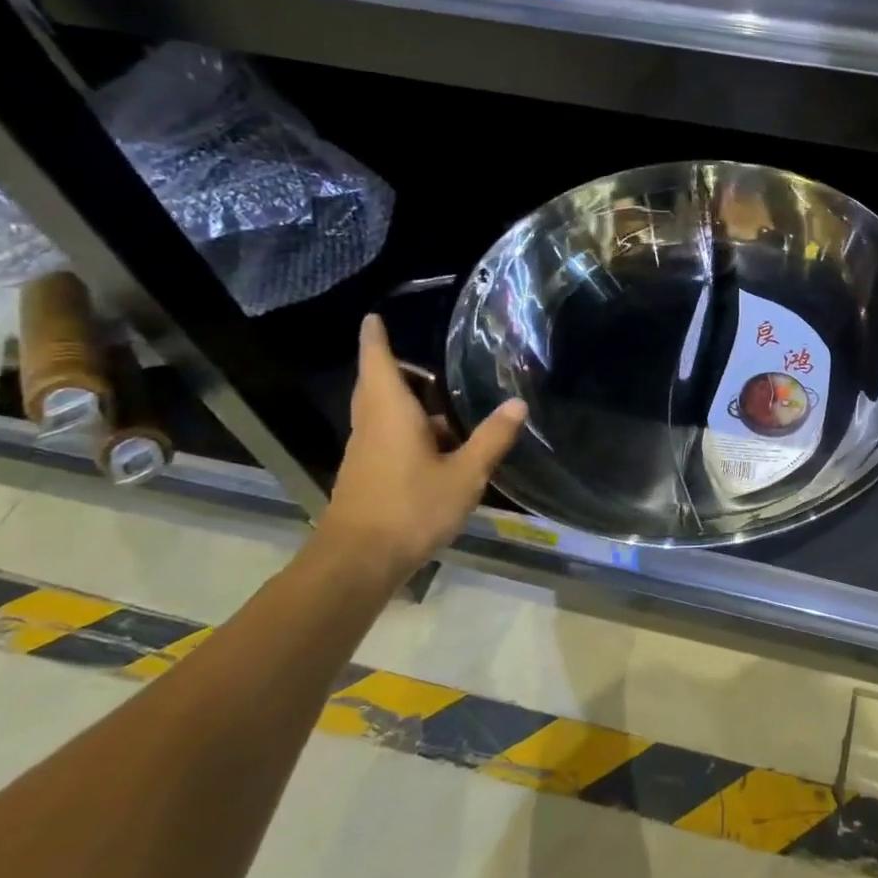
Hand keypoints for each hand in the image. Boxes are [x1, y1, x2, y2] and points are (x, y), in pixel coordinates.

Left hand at [317, 315, 526, 583]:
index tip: (373, 316)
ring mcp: (366, 451)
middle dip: (397, 369)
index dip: (375, 337)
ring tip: (447, 406)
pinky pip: (386, 435)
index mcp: (391, 412)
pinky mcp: (366, 473)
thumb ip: (491, 438)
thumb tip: (517, 403)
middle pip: (377, 384)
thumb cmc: (411, 507)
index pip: (377, 361)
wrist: (359, 561)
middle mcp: (372, 424)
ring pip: (382, 412)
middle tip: (431, 366)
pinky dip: (408, 429)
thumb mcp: (465, 474)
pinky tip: (440, 448)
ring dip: (408, 403)